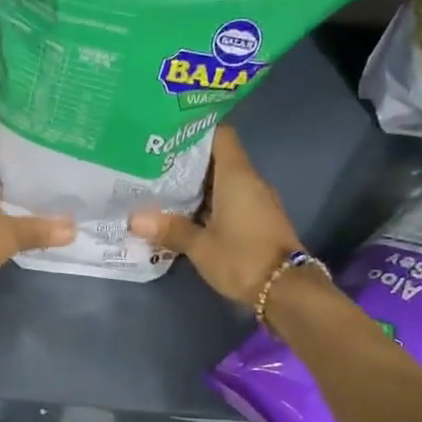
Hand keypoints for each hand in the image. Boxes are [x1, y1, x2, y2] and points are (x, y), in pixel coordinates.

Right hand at [129, 127, 301, 308]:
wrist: (287, 290)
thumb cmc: (242, 258)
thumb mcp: (200, 246)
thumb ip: (170, 228)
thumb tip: (135, 219)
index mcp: (236, 175)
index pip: (220, 135)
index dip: (196, 130)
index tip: (168, 134)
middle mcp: (250, 181)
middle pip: (218, 158)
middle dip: (188, 161)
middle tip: (154, 163)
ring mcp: (257, 200)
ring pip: (224, 181)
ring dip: (197, 185)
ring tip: (162, 187)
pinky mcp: (259, 219)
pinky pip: (231, 199)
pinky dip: (210, 202)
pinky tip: (186, 212)